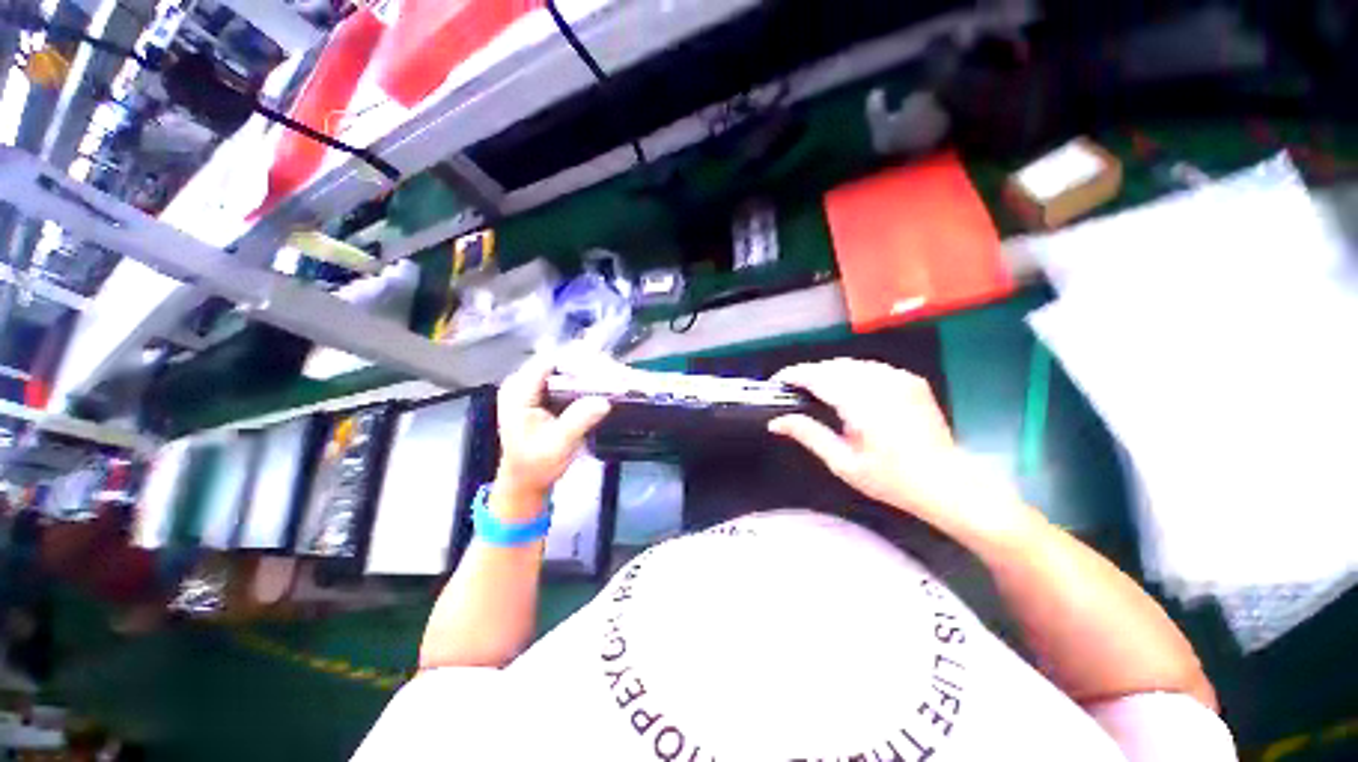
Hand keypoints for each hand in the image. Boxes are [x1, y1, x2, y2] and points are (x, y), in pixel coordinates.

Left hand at [495, 355, 610, 511]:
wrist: (526, 481)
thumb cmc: (536, 465)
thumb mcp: (557, 445)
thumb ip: (578, 420)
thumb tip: (604, 401)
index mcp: (518, 391)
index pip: (550, 361)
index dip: (579, 360)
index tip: (606, 367)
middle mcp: (525, 381)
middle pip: (561, 361)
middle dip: (590, 364)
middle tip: (617, 373)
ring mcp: (535, 386)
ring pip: (567, 367)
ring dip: (592, 371)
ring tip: (616, 376)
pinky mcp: (546, 393)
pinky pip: (569, 378)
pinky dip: (588, 380)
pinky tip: (606, 383)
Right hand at [769, 359, 1035, 543]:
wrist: (946, 483)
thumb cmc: (891, 479)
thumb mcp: (842, 462)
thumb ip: (808, 434)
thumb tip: (776, 422)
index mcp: (862, 403)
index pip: (819, 376)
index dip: (795, 374)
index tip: (778, 381)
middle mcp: (880, 382)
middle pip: (833, 366)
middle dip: (810, 373)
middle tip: (794, 390)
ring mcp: (898, 378)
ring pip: (851, 363)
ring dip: (829, 372)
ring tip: (816, 389)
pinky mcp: (910, 380)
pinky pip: (871, 367)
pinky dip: (852, 373)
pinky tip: (847, 389)